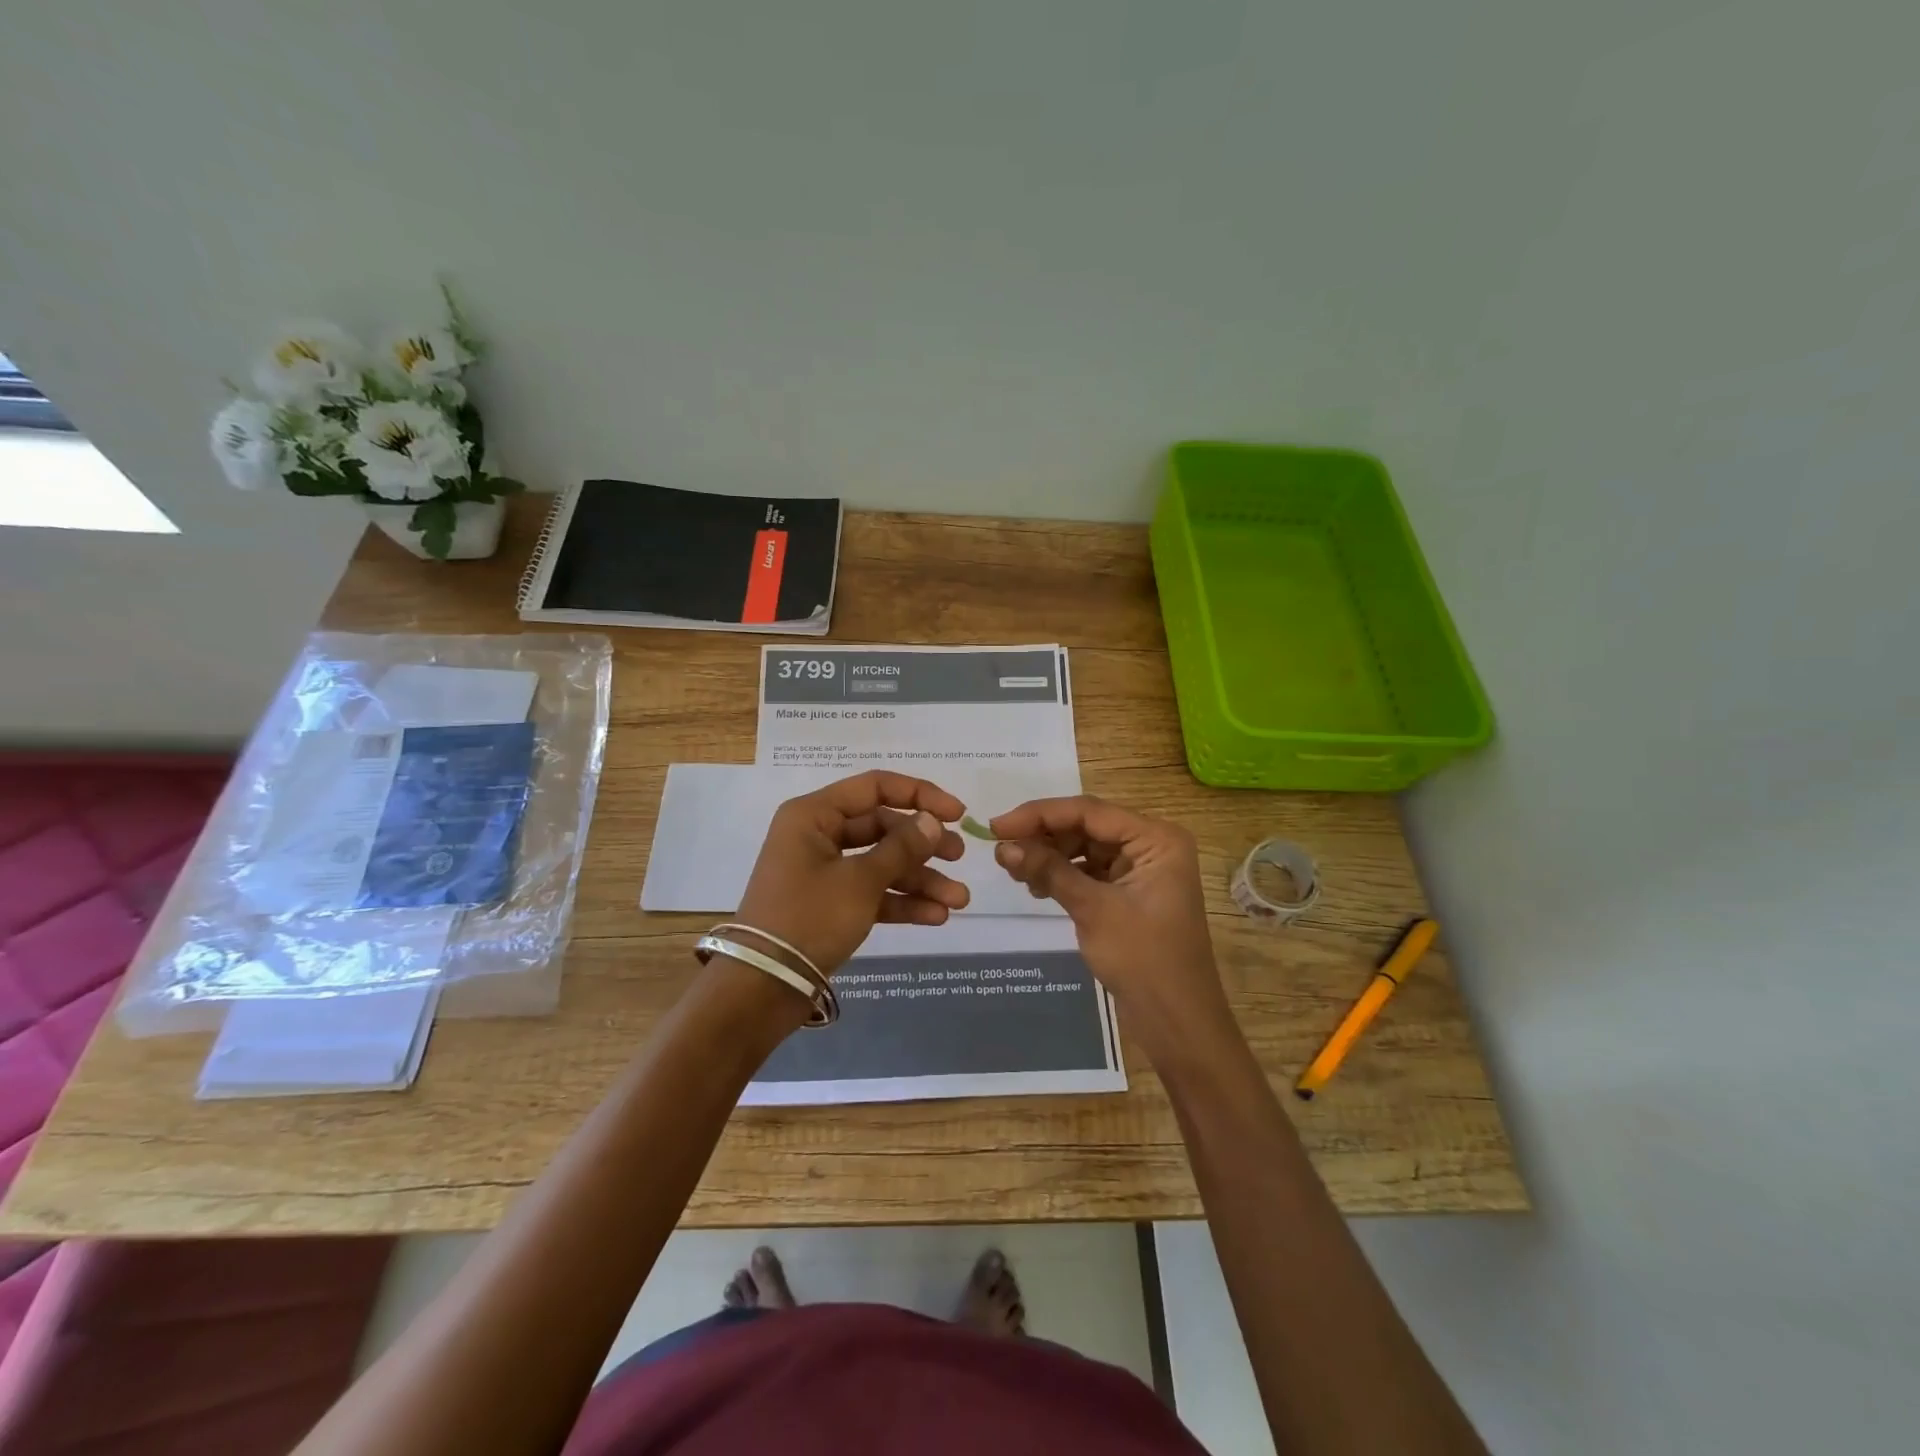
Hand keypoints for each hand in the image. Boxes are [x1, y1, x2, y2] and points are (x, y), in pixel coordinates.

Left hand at [735, 770, 968, 975]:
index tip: (957, 813)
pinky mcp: (830, 904)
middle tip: (959, 857)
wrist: (763, 988)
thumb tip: (933, 821)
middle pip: (882, 827)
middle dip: (924, 845)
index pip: (875, 788)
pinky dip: (901, 901)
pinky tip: (936, 916)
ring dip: (920, 879)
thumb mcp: (861, 881)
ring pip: (882, 863)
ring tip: (959, 900)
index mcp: (814, 815)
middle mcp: (818, 835)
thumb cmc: (809, 918)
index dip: (920, 795)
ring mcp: (824, 871)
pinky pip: (872, 892)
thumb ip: (901, 848)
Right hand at [990, 796, 1233, 1057]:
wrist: (1177, 1024)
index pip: (1089, 811)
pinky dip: (1062, 874)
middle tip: (1000, 849)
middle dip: (1043, 836)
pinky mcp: (1129, 893)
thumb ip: (1049, 871)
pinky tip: (1035, 886)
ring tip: (1013, 870)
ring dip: (1049, 855)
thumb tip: (1002, 847)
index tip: (996, 827)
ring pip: (1084, 847)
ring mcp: (1141, 870)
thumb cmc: (1144, 960)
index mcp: (1157, 838)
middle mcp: (1151, 845)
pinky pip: (1089, 870)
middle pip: (1086, 826)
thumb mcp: (1093, 909)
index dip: (1039, 815)